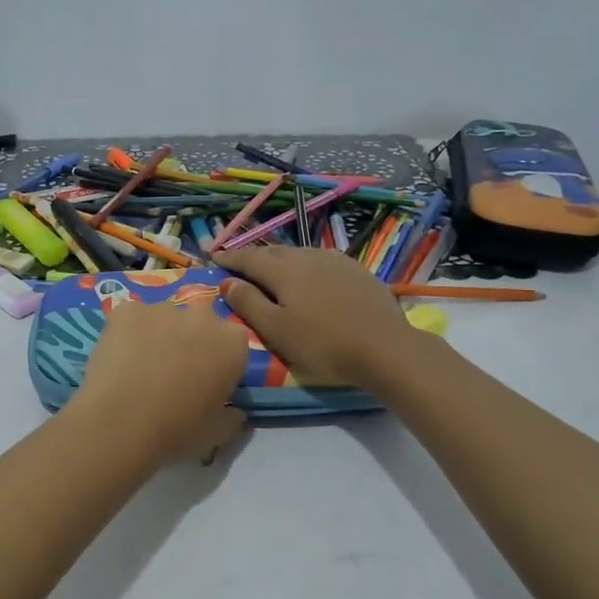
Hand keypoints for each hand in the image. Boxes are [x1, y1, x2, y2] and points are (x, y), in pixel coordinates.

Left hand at [72, 298, 248, 464]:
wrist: (120, 422)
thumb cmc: (177, 429)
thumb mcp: (217, 432)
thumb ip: (232, 416)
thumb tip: (234, 411)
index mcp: (232, 342)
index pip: (233, 343)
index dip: (220, 360)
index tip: (207, 380)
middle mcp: (202, 316)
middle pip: (201, 321)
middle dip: (191, 338)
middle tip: (174, 370)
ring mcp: (163, 308)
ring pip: (165, 317)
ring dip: (159, 334)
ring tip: (140, 365)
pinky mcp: (127, 309)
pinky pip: (131, 317)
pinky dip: (128, 332)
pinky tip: (118, 357)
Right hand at [211, 246, 420, 390]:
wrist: (385, 347)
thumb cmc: (323, 344)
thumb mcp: (276, 330)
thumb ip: (248, 303)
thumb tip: (227, 282)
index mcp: (283, 270)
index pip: (248, 258)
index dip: (229, 257)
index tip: (212, 257)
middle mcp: (307, 256)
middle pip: (272, 251)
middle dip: (252, 256)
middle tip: (237, 263)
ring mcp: (334, 260)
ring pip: (298, 253)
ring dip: (279, 259)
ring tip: (270, 269)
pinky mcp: (355, 270)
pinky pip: (320, 260)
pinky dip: (304, 265)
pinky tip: (308, 276)